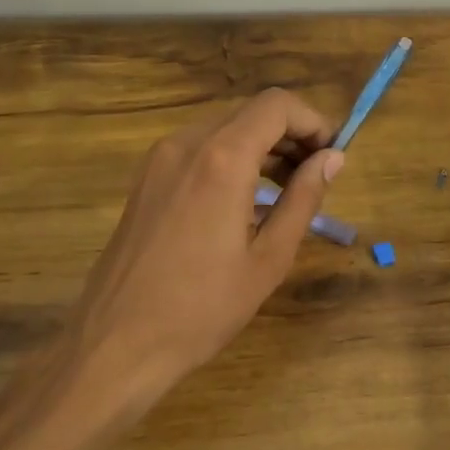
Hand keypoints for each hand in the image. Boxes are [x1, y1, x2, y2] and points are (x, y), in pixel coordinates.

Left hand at [67, 88, 343, 406]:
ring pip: (224, 129)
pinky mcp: (146, 179)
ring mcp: (159, 159)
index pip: (277, 106)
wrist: (116, 343)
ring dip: (261, 147)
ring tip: (285, 191)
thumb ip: (304, 199)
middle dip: (290, 135)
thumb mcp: (269, 258)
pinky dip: (231, 159)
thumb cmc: (203, 308)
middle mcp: (187, 144)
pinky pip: (199, 150)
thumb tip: (333, 159)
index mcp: (222, 159)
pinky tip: (244, 201)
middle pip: (250, 113)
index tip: (332, 156)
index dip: (313, 121)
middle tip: (315, 176)